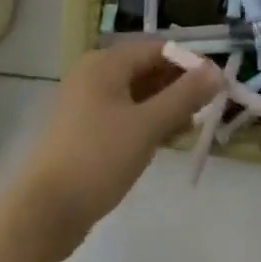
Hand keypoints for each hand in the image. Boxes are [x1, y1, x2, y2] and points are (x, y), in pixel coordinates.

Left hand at [7, 39, 221, 256]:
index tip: (216, 85)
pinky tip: (165, 140)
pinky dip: (146, 121)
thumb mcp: (148, 125)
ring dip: (165, 105)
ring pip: (135, 93)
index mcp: (105, 63)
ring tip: (191, 127)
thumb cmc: (98, 159)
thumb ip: (185, 96)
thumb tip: (217, 71)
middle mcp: (93, 74)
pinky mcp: (83, 130)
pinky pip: (123, 113)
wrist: (44, 212)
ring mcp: (85, 103)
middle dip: (178, 86)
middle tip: (207, 108)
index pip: (157, 48)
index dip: (189, 63)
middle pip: (146, 68)